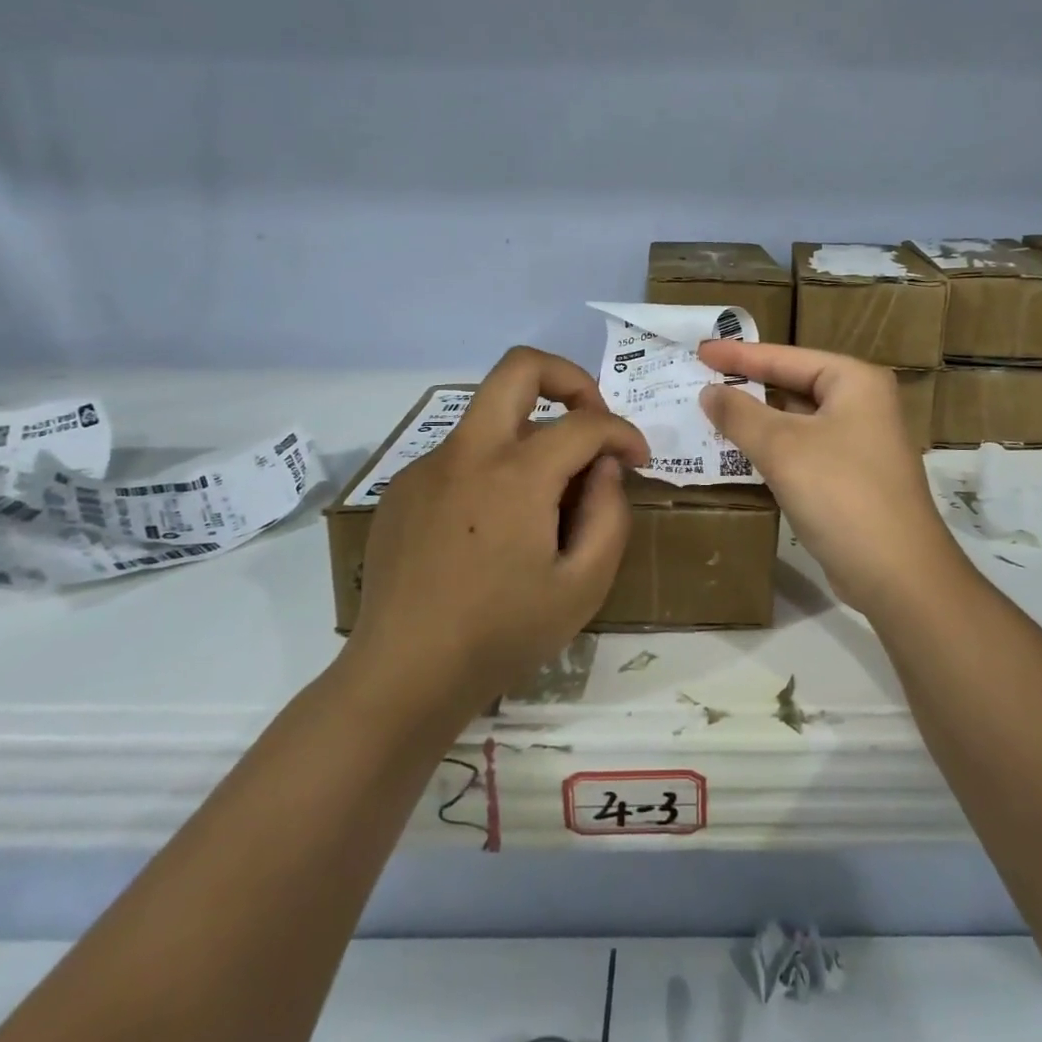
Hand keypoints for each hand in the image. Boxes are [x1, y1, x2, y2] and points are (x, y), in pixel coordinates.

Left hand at [346, 346, 648, 715]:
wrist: (403, 675)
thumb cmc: (502, 634)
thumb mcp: (583, 586)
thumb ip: (609, 513)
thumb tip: (603, 467)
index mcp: (516, 474)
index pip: (585, 422)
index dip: (624, 432)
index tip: (638, 459)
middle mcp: (467, 452)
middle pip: (520, 366)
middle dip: (570, 378)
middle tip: (591, 421)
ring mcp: (428, 466)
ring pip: (490, 415)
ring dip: (531, 433)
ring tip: (545, 498)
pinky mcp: (403, 487)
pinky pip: (462, 455)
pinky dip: (493, 468)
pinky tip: (494, 526)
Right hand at [698, 341, 962, 620]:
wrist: (898, 574)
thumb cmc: (840, 493)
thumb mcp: (782, 447)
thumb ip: (740, 414)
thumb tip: (709, 392)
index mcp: (854, 381)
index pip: (786, 357)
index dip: (739, 354)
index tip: (700, 351)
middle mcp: (863, 404)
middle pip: (794, 384)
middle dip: (748, 385)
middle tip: (702, 380)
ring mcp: (860, 443)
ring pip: (797, 420)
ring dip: (757, 419)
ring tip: (712, 413)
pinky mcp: (852, 477)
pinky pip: (803, 449)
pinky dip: (773, 448)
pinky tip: (742, 453)